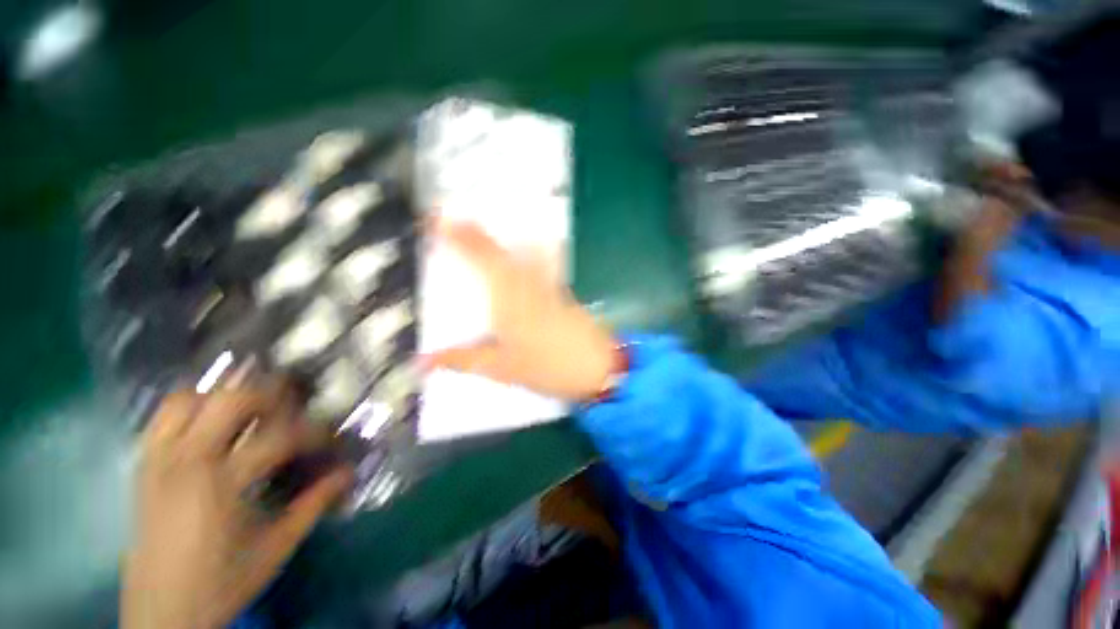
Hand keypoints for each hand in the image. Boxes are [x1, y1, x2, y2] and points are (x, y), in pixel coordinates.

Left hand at [122, 383, 352, 628]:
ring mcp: (159, 460)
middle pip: (229, 400)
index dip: (313, 433)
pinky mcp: (144, 465)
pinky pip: (163, 416)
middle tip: (291, 407)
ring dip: (223, 396)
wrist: (161, 612)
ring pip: (189, 398)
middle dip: (269, 395)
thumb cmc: (222, 581)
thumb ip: (314, 504)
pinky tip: (211, 424)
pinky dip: (191, 407)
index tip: (329, 440)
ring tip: (248, 411)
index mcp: (222, 484)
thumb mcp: (276, 547)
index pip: (280, 436)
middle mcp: (187, 462)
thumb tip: (348, 471)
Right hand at [424, 219, 617, 402]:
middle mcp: (528, 283)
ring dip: (503, 236)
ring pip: (523, 251)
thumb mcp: (500, 368)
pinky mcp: (561, 291)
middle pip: (500, 250)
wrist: (597, 367)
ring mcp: (548, 285)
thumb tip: (420, 362)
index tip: (437, 218)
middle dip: (475, 231)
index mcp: (509, 298)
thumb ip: (461, 360)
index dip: (458, 236)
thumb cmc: (548, 367)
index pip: (480, 259)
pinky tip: (527, 247)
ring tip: (483, 226)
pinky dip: (531, 250)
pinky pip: (542, 262)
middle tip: (452, 219)